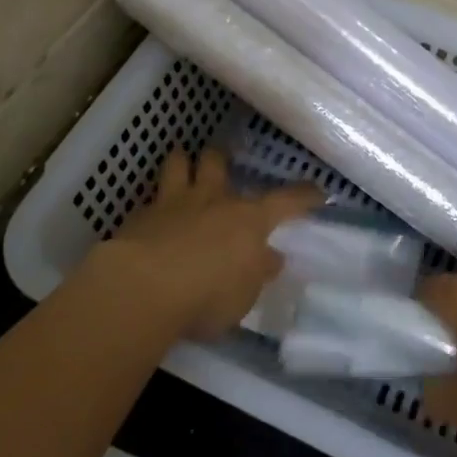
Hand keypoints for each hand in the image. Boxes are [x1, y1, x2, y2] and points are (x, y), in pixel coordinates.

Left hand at [85, 149, 321, 338]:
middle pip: (218, 163)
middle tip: (221, 165)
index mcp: (249, 219)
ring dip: (182, 164)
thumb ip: (257, 271)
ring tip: (182, 166)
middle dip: (221, 160)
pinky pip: (148, 200)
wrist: (144, 288)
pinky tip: (149, 216)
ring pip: (178, 165)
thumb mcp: (244, 295)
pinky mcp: (139, 217)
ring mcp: (173, 203)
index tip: (318, 191)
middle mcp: (213, 200)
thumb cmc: (207, 295)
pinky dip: (152, 204)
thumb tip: (271, 257)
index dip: (304, 196)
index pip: (286, 201)